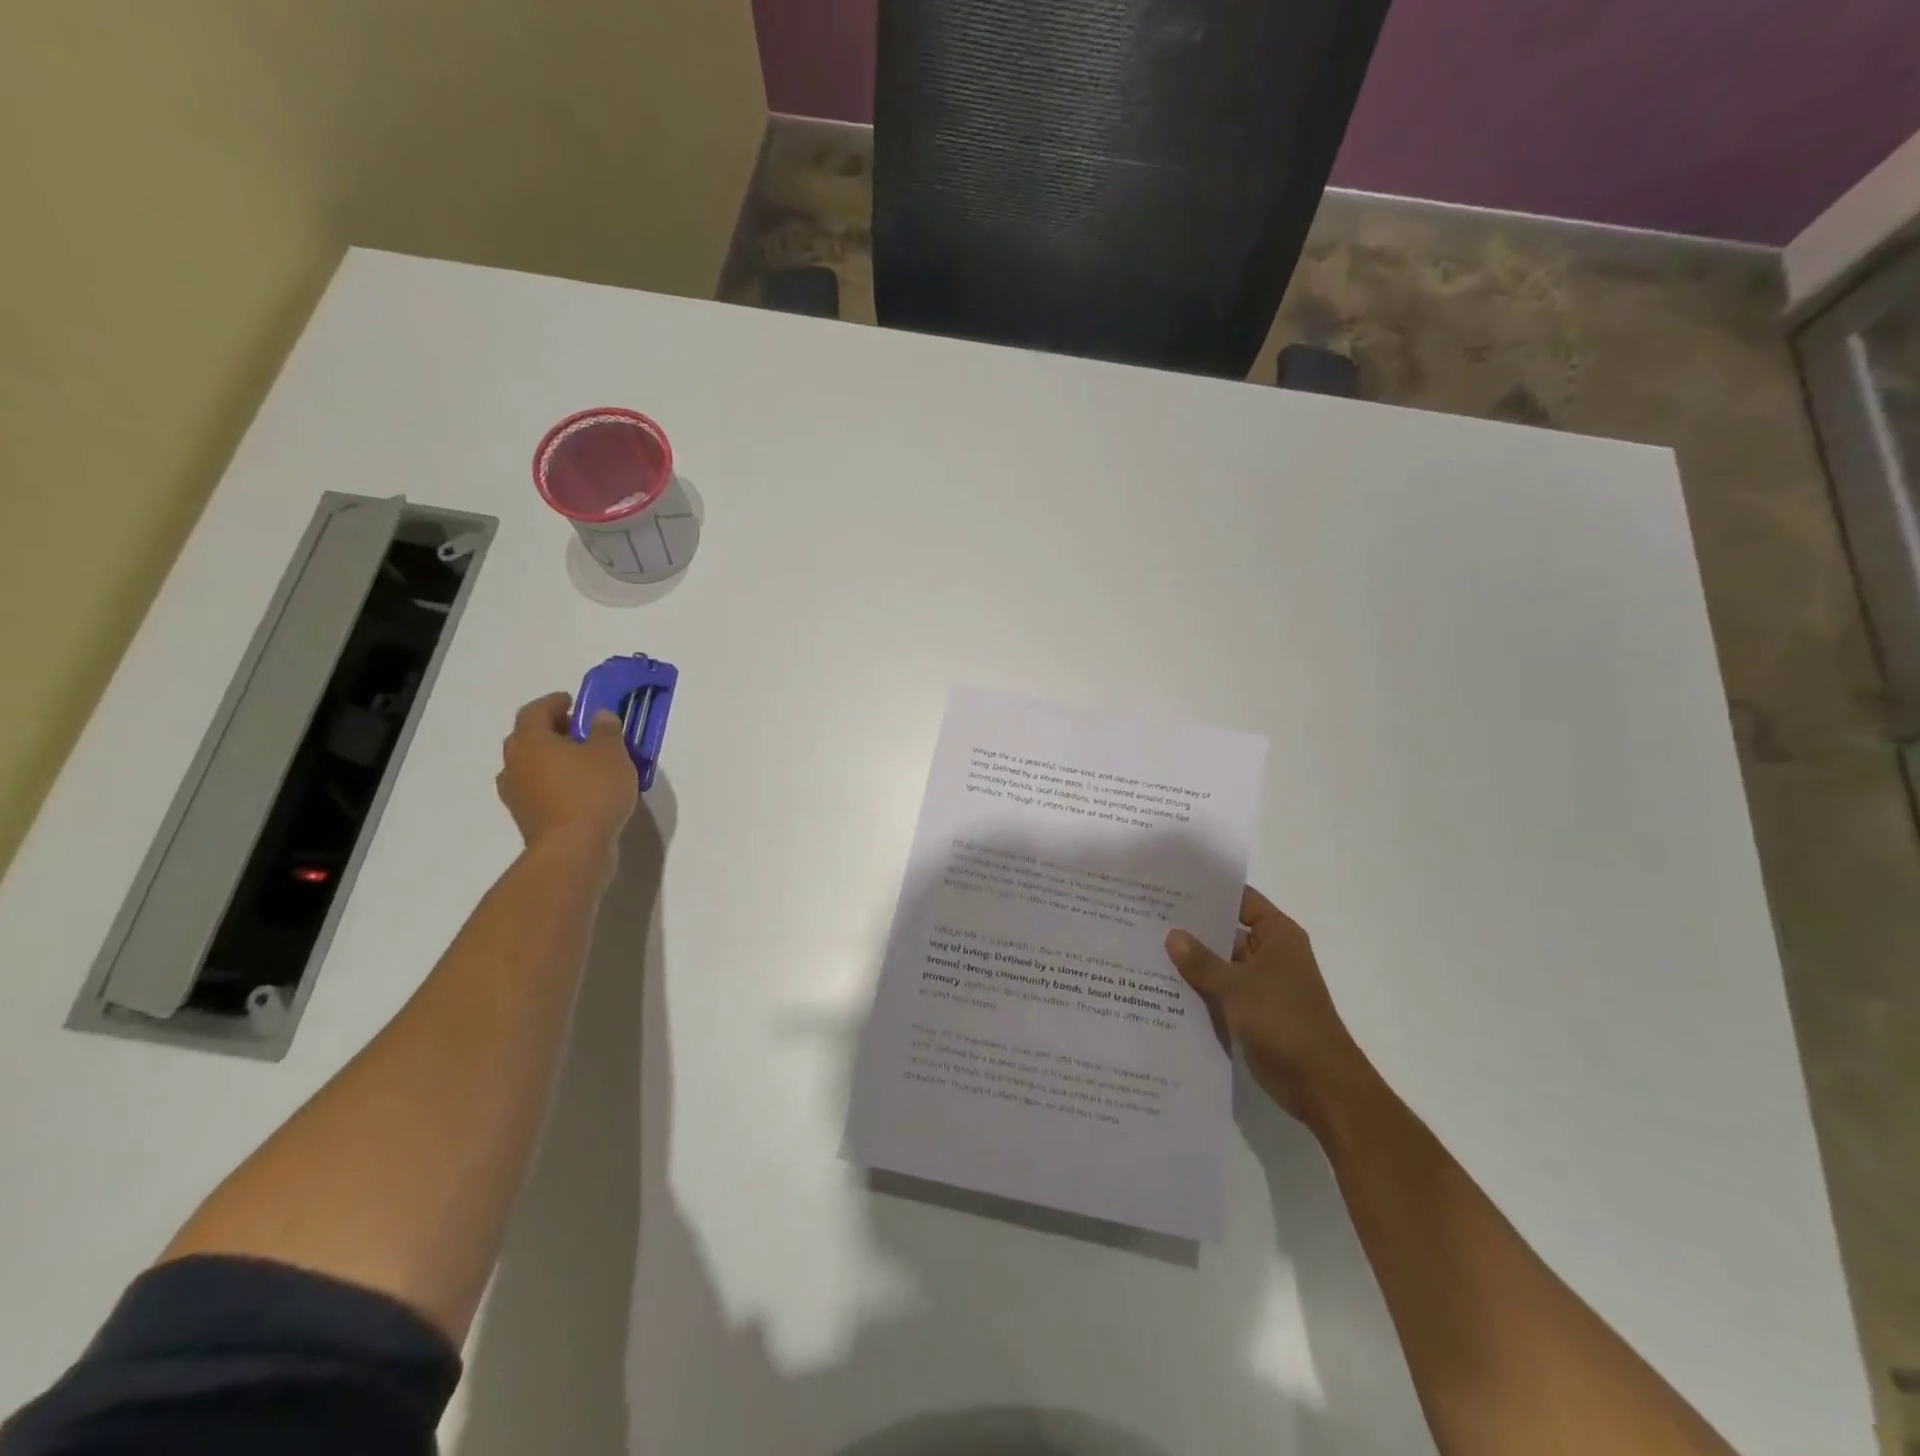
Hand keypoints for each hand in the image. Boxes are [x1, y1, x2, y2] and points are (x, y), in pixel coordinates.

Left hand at [496, 692, 637, 854]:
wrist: (573, 850)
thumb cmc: (592, 792)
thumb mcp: (611, 754)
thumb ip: (606, 730)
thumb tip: (599, 717)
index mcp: (531, 741)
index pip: (535, 711)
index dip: (554, 702)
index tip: (574, 701)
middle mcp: (515, 763)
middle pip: (527, 738)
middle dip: (551, 731)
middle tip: (579, 731)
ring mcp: (516, 793)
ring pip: (530, 765)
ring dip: (551, 759)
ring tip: (582, 763)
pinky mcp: (526, 817)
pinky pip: (538, 789)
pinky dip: (554, 783)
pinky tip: (578, 790)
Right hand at [1165, 886, 1377, 1126]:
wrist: (1320, 1086)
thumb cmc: (1284, 1021)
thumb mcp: (1237, 986)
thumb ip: (1202, 961)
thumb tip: (1172, 935)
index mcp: (1277, 936)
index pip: (1240, 900)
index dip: (1209, 892)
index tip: (1172, 886)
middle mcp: (1270, 955)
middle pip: (1227, 932)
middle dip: (1192, 929)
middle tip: (1147, 918)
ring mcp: (1260, 985)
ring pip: (1220, 965)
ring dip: (1192, 963)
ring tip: (1145, 949)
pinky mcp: (1252, 1013)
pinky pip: (1219, 993)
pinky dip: (1198, 991)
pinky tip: (1161, 987)